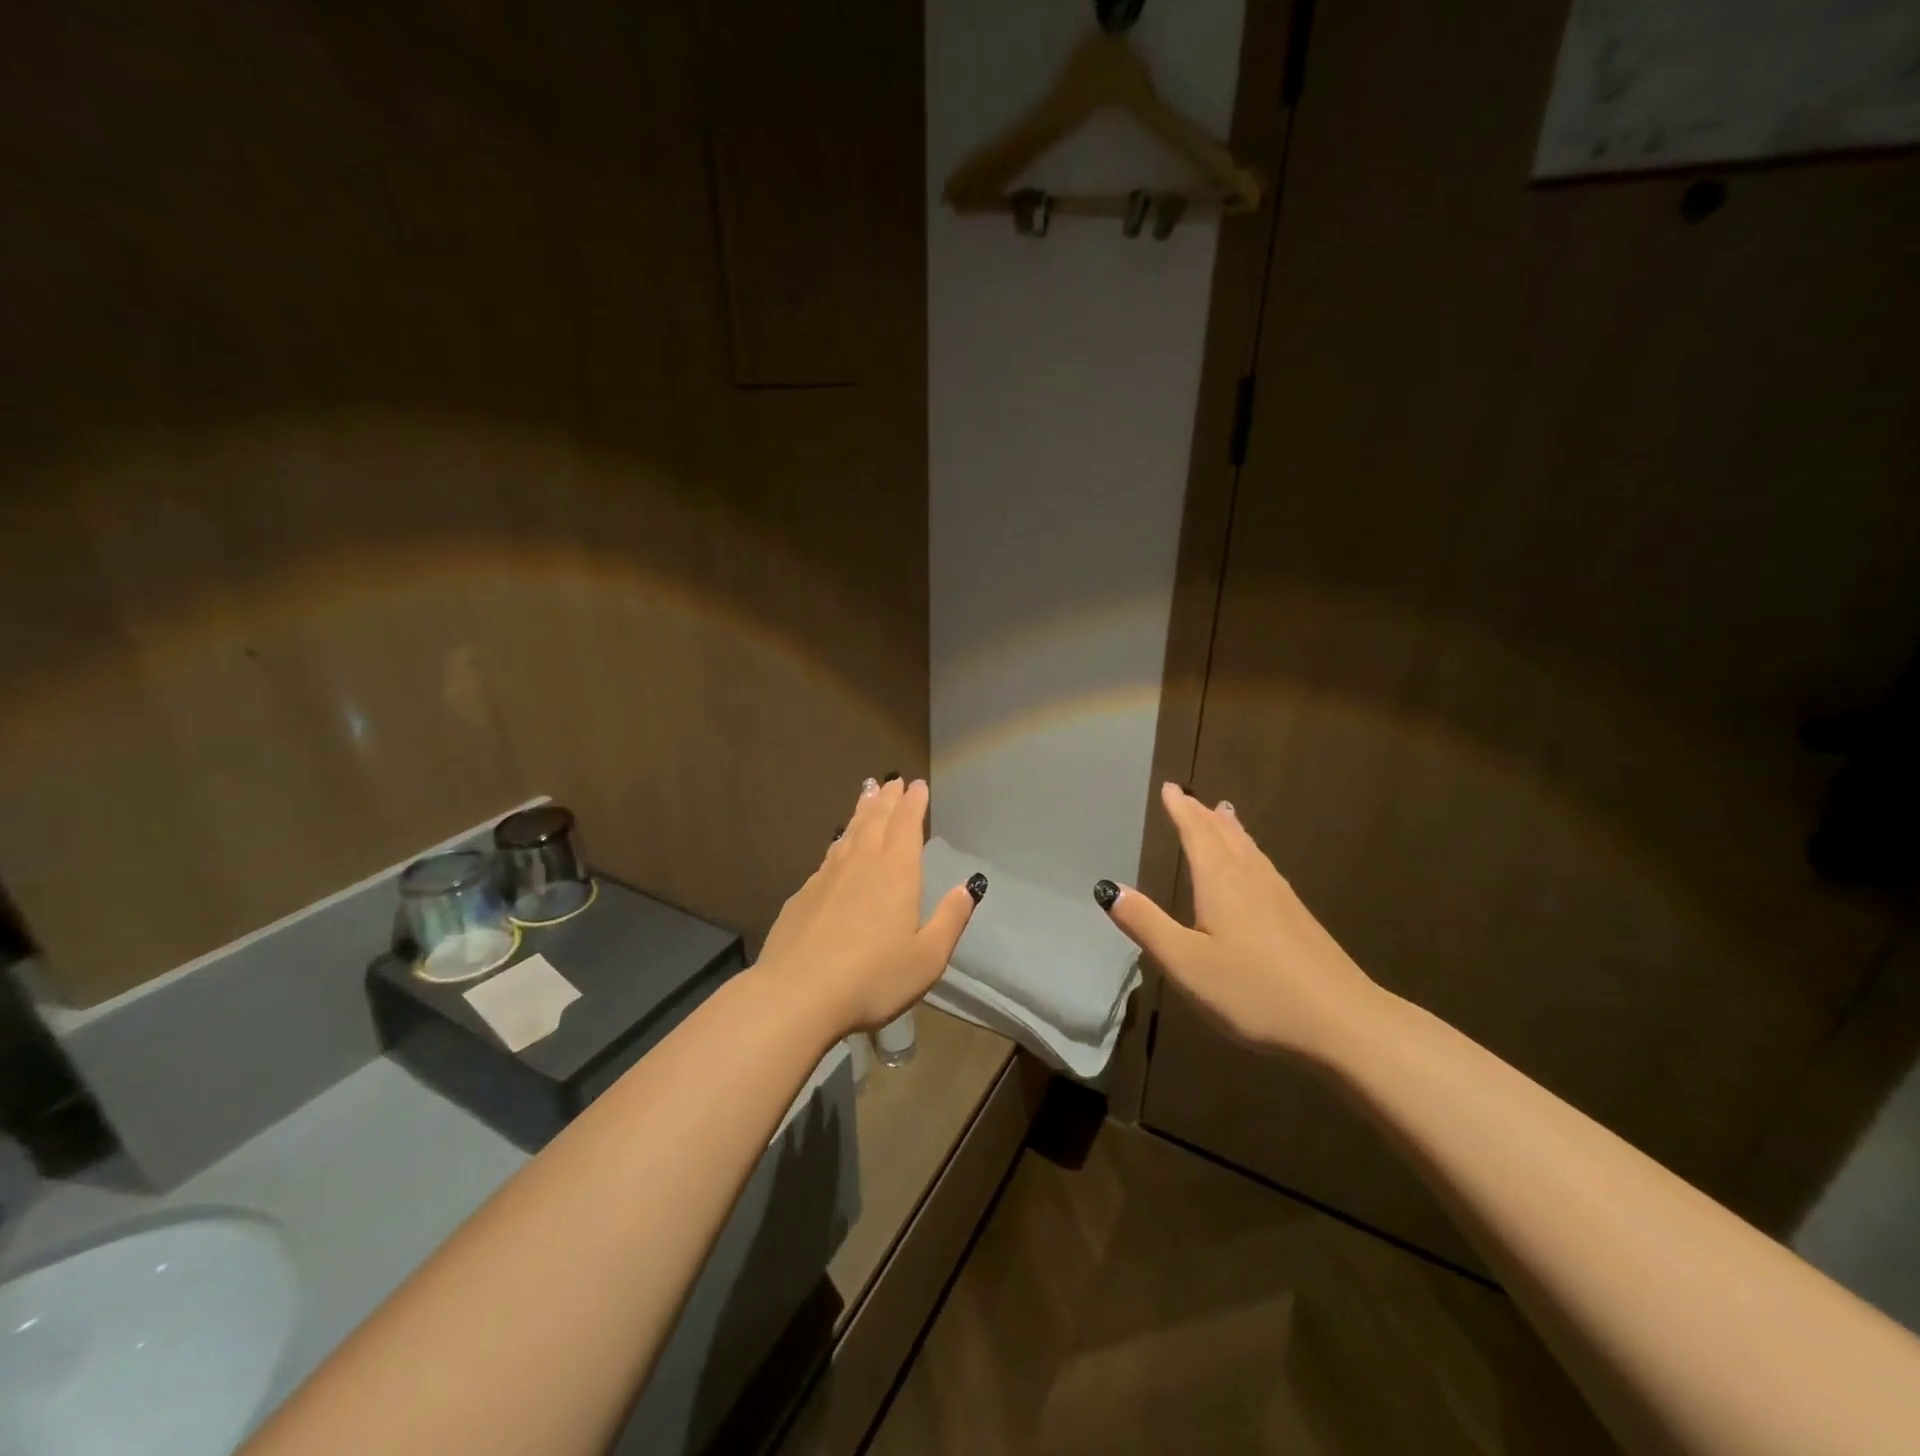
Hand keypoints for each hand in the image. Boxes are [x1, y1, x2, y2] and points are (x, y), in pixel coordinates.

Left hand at [755, 776, 981, 1037]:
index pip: (907, 825)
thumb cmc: (873, 978)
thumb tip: (969, 887)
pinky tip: (837, 845)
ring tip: (867, 794)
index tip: (917, 785)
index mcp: (897, 873)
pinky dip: (838, 842)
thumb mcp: (927, 958)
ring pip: (849, 833)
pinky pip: (828, 856)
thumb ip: (950, 920)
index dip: (913, 804)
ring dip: (861, 811)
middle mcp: (862, 864)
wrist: (798, 994)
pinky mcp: (803, 895)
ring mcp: (828, 876)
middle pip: (876, 820)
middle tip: (892, 781)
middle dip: (887, 799)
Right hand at [1100, 783, 1377, 1060]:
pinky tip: (1255, 868)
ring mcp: (1280, 897)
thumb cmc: (1254, 991)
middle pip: (1225, 835)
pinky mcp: (1298, 918)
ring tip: (1222, 814)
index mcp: (1220, 882)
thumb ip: (1146, 924)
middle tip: (1188, 797)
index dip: (1181, 809)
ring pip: (1249, 849)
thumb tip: (1108, 887)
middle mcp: (1251, 879)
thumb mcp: (1186, 963)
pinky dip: (1249, 851)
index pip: (1196, 833)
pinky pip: (1264, 866)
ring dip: (1230, 829)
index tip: (1170, 787)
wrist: (1342, 1022)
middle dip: (1203, 814)